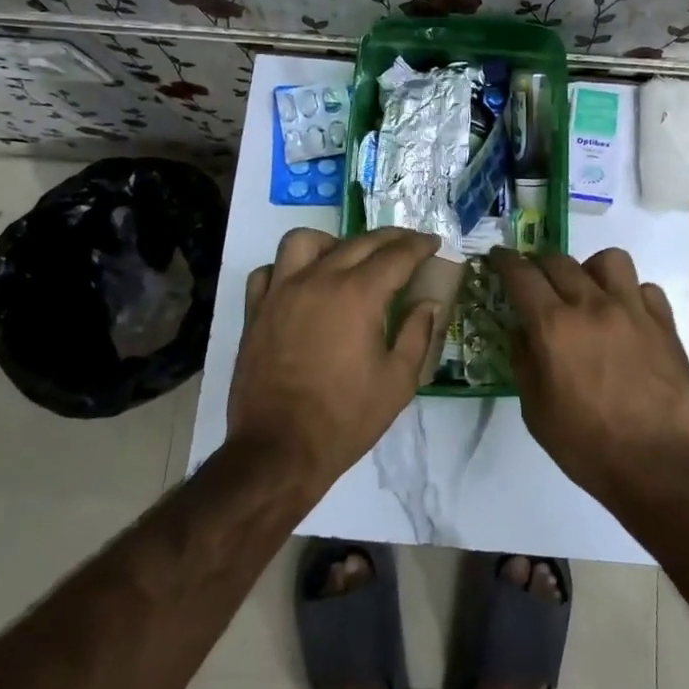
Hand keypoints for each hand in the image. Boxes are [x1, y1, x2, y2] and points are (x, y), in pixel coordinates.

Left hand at [229, 227, 441, 491]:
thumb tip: (428, 303)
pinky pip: (269, 271)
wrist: (279, 450)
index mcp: (358, 295)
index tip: (433, 242)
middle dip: (389, 238)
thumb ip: (418, 334)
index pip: (396, 255)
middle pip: (358, 242)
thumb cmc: (346, 419)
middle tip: (407, 246)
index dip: (419, 245)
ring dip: (332, 243)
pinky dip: (287, 270)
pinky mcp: (255, 311)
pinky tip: (302, 285)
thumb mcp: (398, 382)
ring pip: (304, 241)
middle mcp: (318, 281)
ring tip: (346, 259)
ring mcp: (281, 292)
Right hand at [490, 246, 688, 505]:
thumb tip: (521, 331)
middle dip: (540, 265)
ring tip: (588, 292)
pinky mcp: (664, 324)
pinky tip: (626, 317)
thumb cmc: (587, 446)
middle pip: (560, 260)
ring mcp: (633, 311)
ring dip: (590, 269)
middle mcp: (592, 306)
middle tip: (536, 282)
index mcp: (554, 326)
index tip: (497, 257)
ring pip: (609, 260)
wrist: (659, 466)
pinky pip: (645, 288)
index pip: (522, 275)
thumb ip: (524, 362)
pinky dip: (630, 295)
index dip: (504, 261)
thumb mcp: (536, 412)